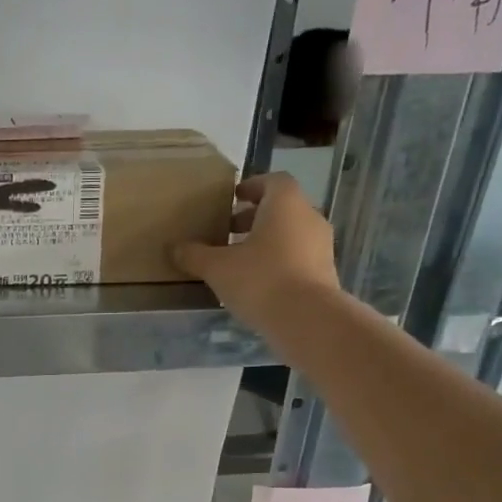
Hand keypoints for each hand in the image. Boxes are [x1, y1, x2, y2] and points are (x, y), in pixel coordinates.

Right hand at [173, 173, 340, 335]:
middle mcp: (309, 218)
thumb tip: (175, 248)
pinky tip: (258, 283)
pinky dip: (279, 262)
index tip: (233, 198)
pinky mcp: (325, 273)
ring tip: (240, 260)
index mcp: (285, 204)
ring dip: (267, 241)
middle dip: (255, 217)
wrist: (308, 320)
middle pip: (282, 208)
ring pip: (291, 234)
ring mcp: (322, 246)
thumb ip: (195, 255)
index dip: (252, 186)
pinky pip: (299, 257)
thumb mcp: (217, 268)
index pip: (273, 181)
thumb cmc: (261, 280)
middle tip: (228, 231)